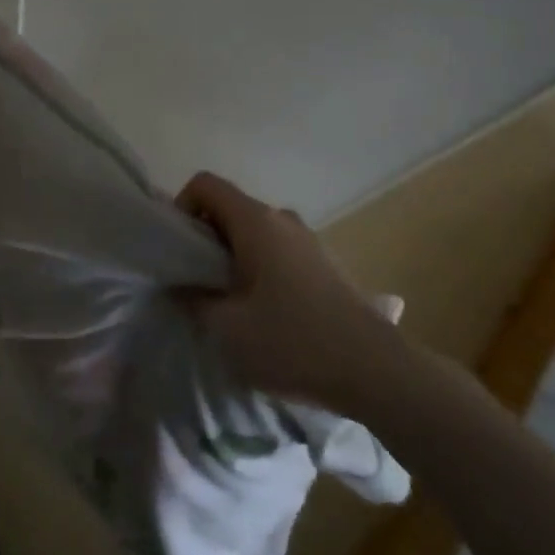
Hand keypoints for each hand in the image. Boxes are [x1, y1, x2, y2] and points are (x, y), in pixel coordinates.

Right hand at [176, 171, 388, 408]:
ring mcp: (307, 239)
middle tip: (196, 282)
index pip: (205, 184)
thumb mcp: (228, 329)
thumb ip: (193, 300)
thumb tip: (180, 285)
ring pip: (254, 231)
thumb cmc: (294, 342)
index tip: (178, 250)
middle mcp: (281, 218)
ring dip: (232, 256)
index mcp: (255, 221)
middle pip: (229, 208)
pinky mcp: (324, 263)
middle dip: (205, 238)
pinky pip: (277, 250)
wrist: (376, 370)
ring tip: (229, 303)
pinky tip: (265, 313)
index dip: (181, 206)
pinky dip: (259, 268)